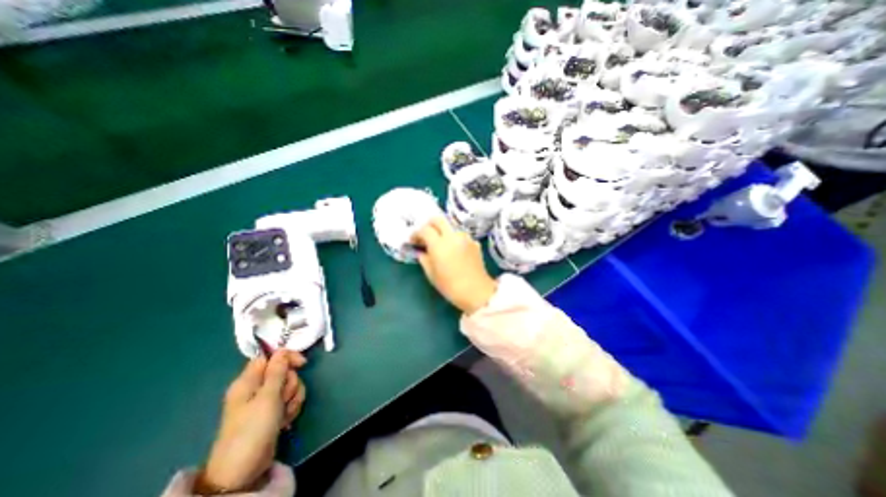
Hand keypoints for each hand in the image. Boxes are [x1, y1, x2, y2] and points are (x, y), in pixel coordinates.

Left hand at [194, 349, 305, 493]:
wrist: (243, 470)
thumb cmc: (253, 429)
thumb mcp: (267, 397)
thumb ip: (277, 371)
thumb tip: (281, 351)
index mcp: (248, 381)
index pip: (270, 357)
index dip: (286, 357)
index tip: (302, 364)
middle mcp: (256, 388)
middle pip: (283, 371)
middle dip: (291, 383)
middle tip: (284, 398)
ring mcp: (264, 401)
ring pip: (289, 385)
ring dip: (293, 397)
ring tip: (285, 412)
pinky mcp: (272, 412)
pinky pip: (289, 400)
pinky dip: (291, 407)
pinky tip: (286, 419)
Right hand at [411, 217, 495, 314]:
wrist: (476, 292)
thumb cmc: (450, 286)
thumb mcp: (431, 274)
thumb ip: (424, 259)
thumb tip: (421, 251)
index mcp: (439, 244)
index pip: (424, 229)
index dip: (416, 233)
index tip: (413, 241)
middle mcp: (452, 236)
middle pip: (438, 219)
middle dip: (429, 225)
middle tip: (425, 235)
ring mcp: (465, 238)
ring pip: (450, 226)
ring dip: (443, 231)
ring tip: (440, 244)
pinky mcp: (474, 242)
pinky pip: (460, 235)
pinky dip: (454, 239)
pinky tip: (453, 250)